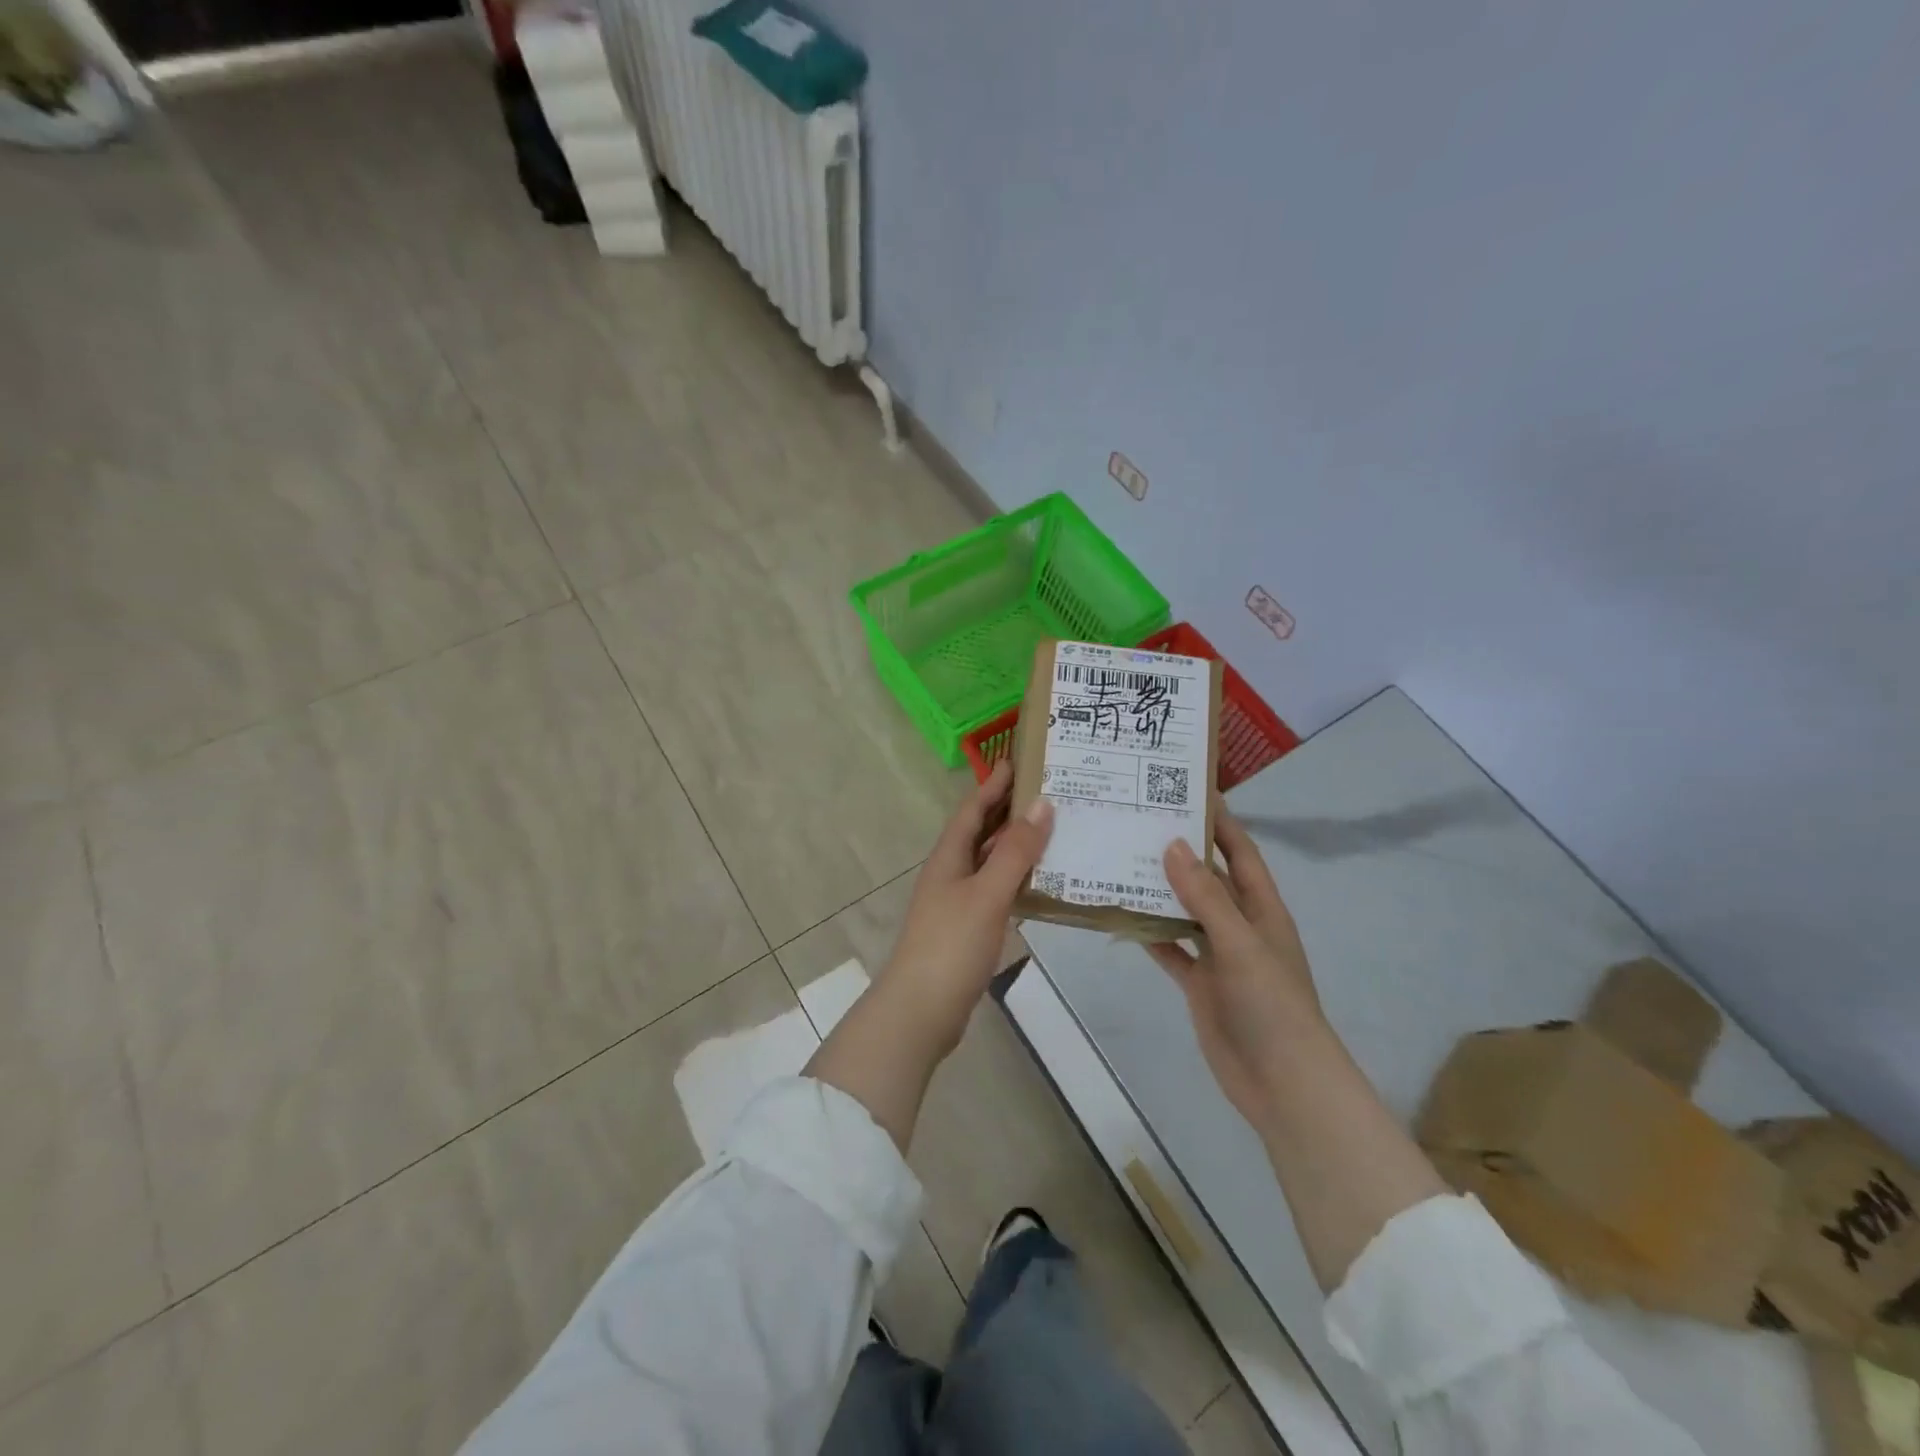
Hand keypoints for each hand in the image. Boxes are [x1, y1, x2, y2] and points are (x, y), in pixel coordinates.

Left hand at [878, 760, 1053, 1055]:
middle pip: (981, 831)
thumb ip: (1015, 851)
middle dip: (1009, 809)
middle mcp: (951, 872)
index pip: (972, 808)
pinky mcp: (968, 928)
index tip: (1019, 759)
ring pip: (990, 861)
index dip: (993, 783)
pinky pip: (996, 890)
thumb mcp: (987, 894)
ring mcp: (958, 902)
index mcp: (949, 857)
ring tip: (1054, 830)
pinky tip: (1042, 882)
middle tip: (1048, 790)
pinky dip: (1017, 879)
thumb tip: (1042, 804)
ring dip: (1016, 844)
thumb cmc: (951, 945)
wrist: (921, 1011)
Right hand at [1148, 809, 1324, 1124]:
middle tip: (1138, 822)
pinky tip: (1121, 915)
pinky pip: (1171, 949)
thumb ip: (1205, 896)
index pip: (1241, 853)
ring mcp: (1218, 955)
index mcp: (1262, 909)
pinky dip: (1150, 934)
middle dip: (1180, 851)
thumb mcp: (1240, 943)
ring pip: (1185, 911)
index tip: (1187, 791)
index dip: (1220, 823)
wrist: (1281, 1082)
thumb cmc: (1271, 1004)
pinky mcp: (1200, 983)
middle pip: (1208, 878)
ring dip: (1160, 890)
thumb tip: (1171, 844)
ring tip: (1120, 859)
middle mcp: (1240, 925)